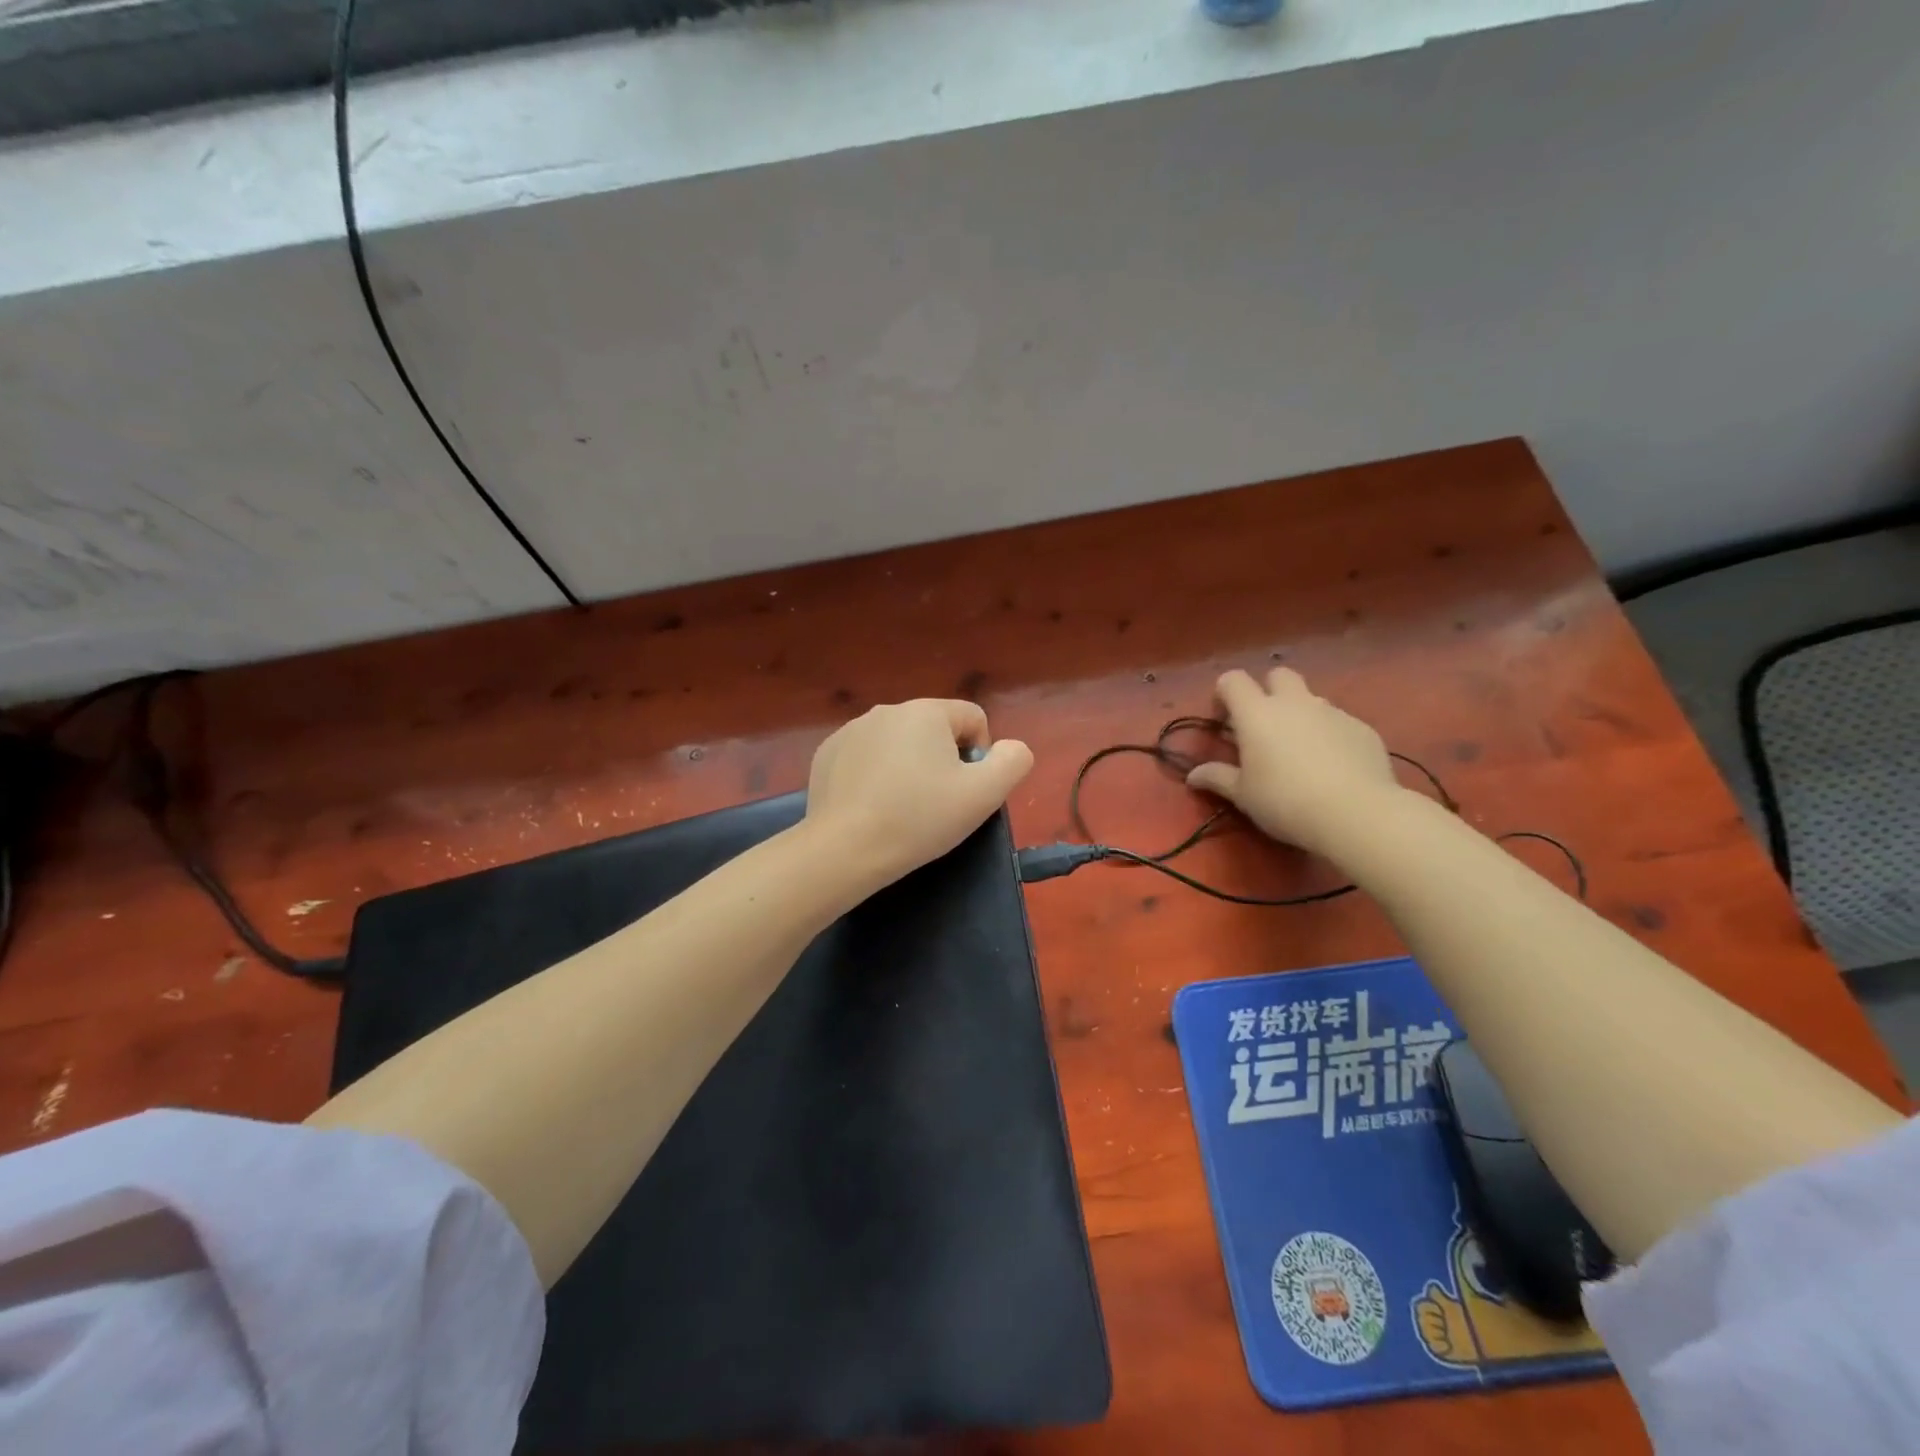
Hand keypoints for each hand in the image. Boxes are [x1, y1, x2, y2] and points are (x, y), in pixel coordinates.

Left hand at [806, 699, 1033, 888]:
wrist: (845, 849)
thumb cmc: (920, 818)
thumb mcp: (984, 795)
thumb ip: (1012, 762)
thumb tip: (1011, 748)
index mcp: (926, 711)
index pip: (973, 718)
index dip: (981, 754)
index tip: (967, 790)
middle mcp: (887, 709)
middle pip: (934, 730)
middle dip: (942, 760)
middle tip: (936, 803)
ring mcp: (851, 730)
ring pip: (898, 743)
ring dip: (908, 766)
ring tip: (901, 808)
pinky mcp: (827, 753)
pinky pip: (865, 757)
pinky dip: (874, 775)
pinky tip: (870, 807)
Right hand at [1185, 668, 1398, 857]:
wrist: (1357, 813)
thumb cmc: (1285, 801)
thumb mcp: (1243, 795)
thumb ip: (1217, 778)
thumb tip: (1193, 775)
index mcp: (1257, 713)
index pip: (1233, 680)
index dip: (1224, 695)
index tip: (1224, 723)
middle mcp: (1294, 703)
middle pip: (1277, 675)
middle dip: (1267, 692)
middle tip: (1263, 728)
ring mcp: (1332, 712)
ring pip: (1310, 699)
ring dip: (1299, 714)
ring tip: (1299, 752)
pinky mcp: (1362, 728)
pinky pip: (1338, 721)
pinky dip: (1329, 735)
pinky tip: (1332, 767)